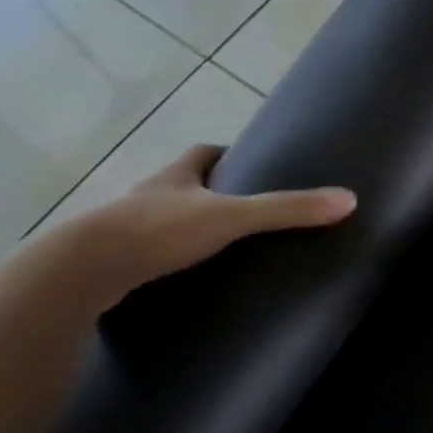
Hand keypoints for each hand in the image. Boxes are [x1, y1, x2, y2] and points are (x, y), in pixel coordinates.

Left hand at [62, 144, 354, 309]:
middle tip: (245, 212)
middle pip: (184, 185)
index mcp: (175, 174)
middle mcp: (149, 194)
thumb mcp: (231, 217)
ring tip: (222, 250)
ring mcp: (127, 228)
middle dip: (210, 193)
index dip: (227, 155)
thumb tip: (347, 200)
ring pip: (164, 220)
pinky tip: (186, 279)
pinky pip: (148, 253)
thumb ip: (286, 209)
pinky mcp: (116, 261)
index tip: (251, 165)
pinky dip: (168, 260)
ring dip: (188, 228)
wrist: (85, 268)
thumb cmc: (158, 230)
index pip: (203, 153)